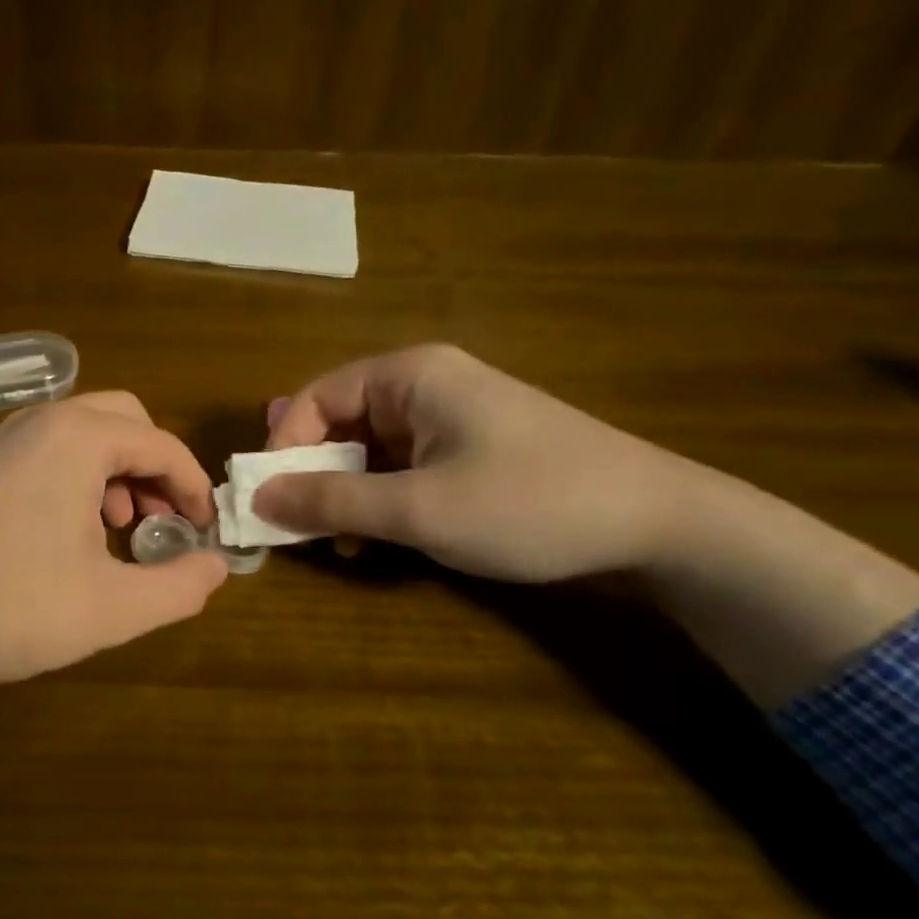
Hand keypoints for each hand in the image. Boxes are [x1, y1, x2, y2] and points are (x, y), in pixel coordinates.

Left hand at [0, 390, 227, 687]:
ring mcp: (3, 440)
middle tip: (161, 524)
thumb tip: (217, 566)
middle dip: (155, 468)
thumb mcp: (113, 608)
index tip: (205, 534)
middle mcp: (42, 421)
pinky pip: (49, 451)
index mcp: (80, 437)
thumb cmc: (11, 606)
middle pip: (124, 421)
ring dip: (117, 471)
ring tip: (119, 531)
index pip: (162, 446)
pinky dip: (78, 478)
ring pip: (84, 434)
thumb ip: (179, 586)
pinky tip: (70, 534)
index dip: (194, 490)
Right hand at [255, 344, 918, 705]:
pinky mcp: (472, 447)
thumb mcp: (419, 509)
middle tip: (297, 527)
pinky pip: (403, 465)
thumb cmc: (529, 503)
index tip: (270, 503)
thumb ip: (331, 502)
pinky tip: (381, 537)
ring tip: (339, 543)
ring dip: (345, 494)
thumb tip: (258, 498)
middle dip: (313, 475)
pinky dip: (381, 499)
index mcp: (408, 375)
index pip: (314, 399)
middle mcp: (425, 384)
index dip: (283, 449)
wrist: (660, 524)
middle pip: (339, 421)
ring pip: (369, 449)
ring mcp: (451, 416)